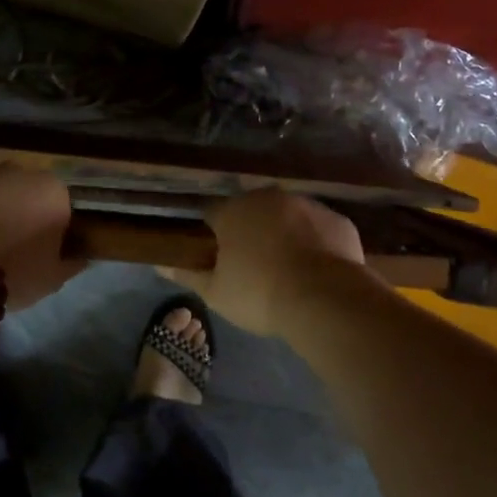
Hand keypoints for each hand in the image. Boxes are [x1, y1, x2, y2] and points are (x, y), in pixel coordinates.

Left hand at [0, 164, 83, 310]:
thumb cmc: (14, 273)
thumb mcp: (53, 278)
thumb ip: (69, 262)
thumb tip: (77, 257)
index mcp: (52, 190)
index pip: (58, 204)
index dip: (49, 225)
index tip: (40, 249)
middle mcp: (17, 171)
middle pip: (22, 190)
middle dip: (16, 210)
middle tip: (6, 246)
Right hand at [170, 188, 364, 337]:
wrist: (324, 298)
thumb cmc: (259, 294)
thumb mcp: (216, 292)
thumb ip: (188, 274)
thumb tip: (159, 263)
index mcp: (234, 210)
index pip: (214, 215)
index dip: (214, 237)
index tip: (219, 260)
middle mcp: (270, 198)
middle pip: (253, 212)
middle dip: (252, 232)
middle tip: (255, 268)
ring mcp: (308, 205)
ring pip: (289, 217)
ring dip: (286, 235)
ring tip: (290, 271)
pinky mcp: (338, 220)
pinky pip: (320, 230)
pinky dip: (317, 244)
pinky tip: (318, 270)